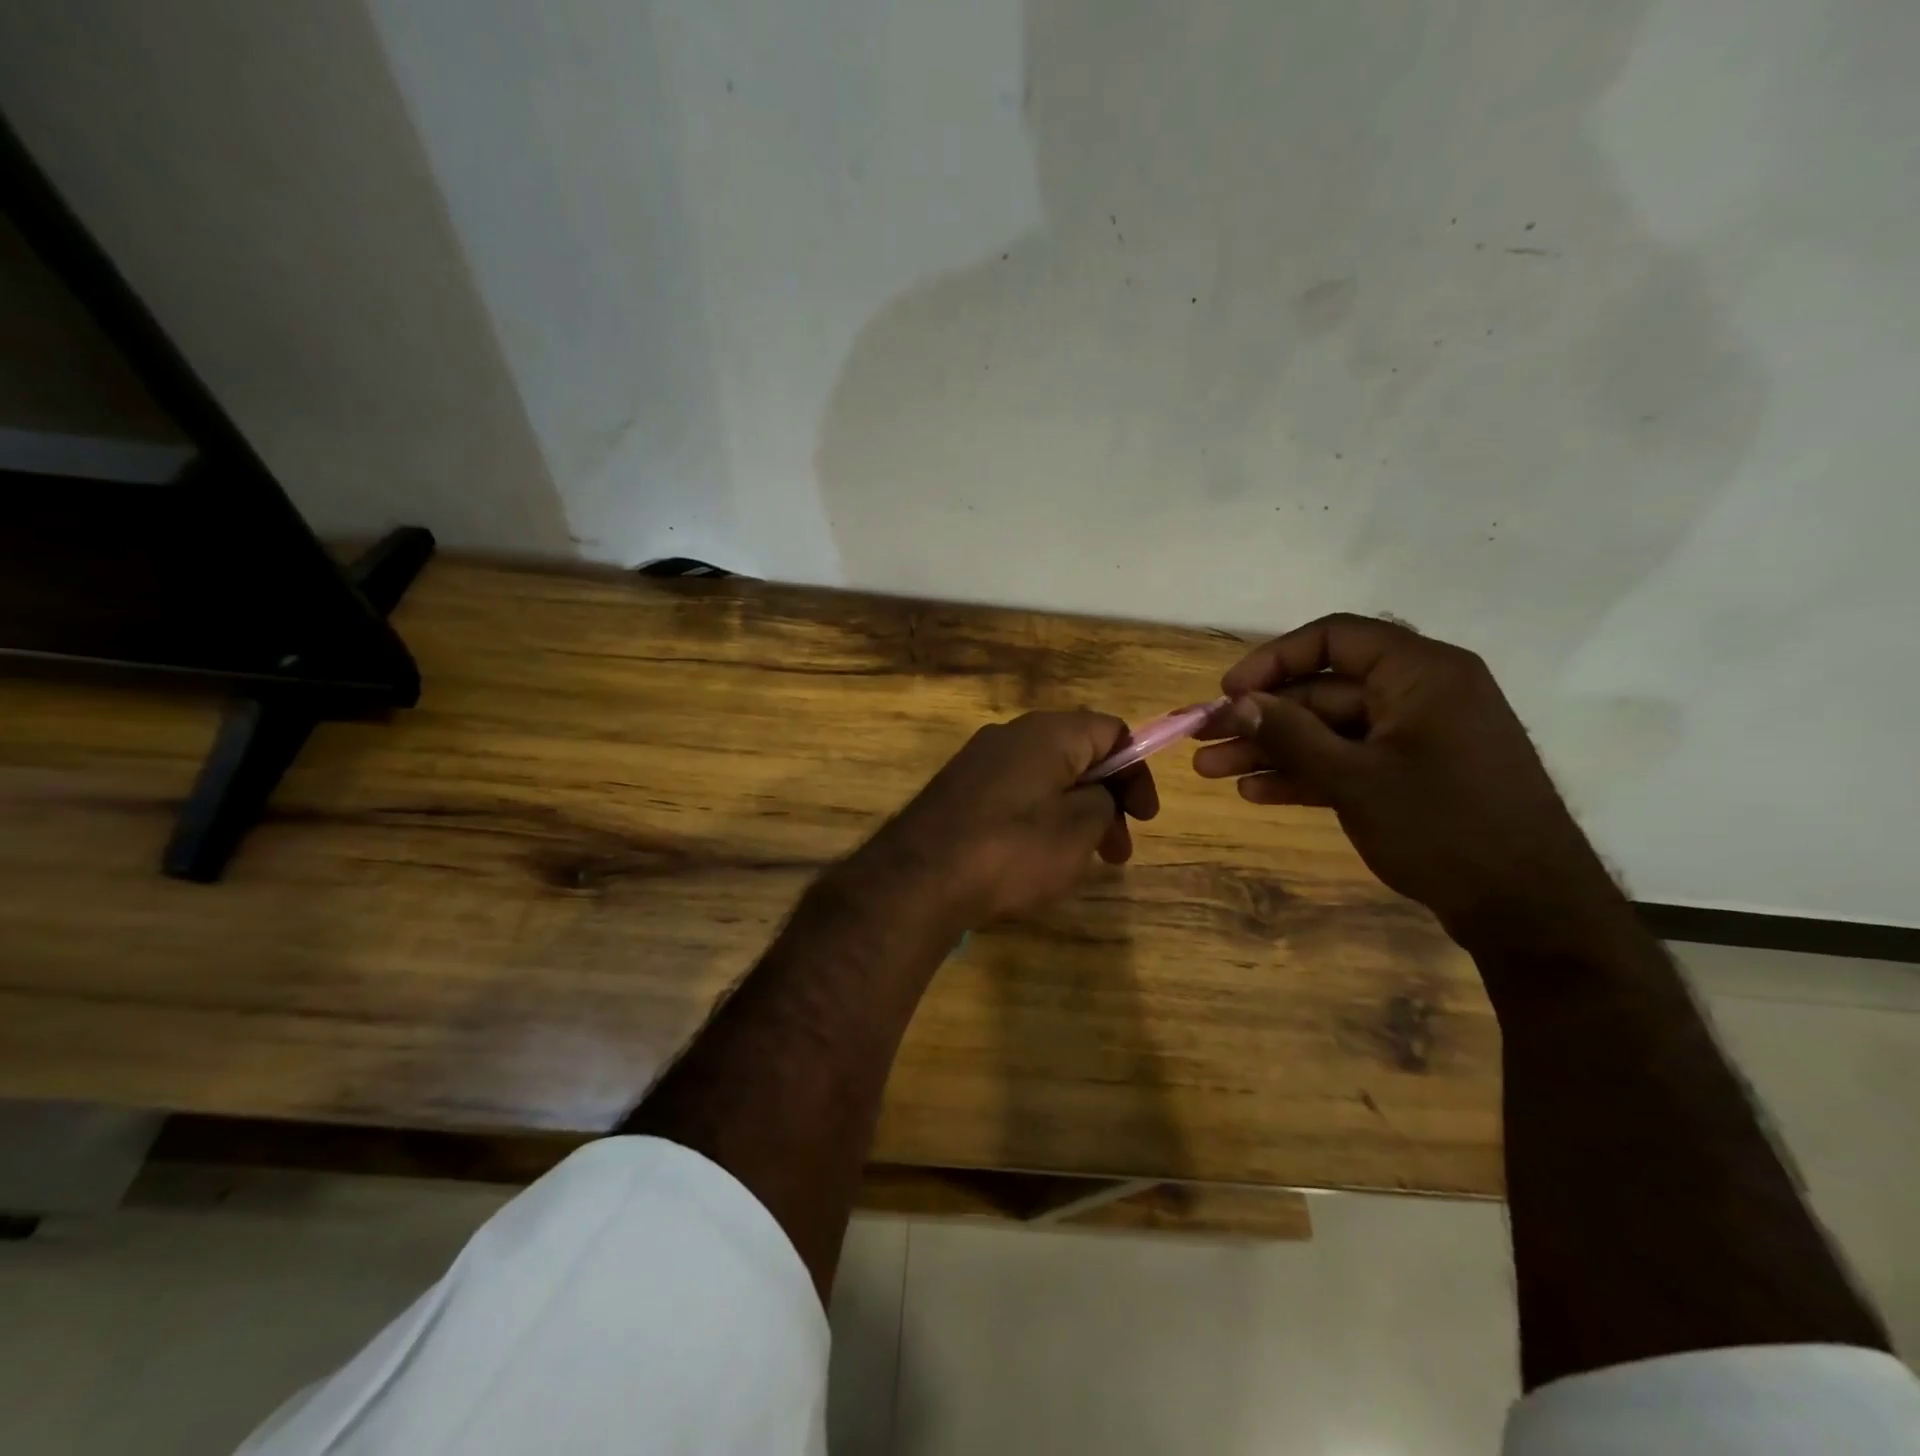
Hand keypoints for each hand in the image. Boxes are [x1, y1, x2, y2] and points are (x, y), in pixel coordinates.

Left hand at [854, 711, 1158, 926]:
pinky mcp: (957, 789)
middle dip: (1107, 800)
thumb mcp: (1079, 829)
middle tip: (1117, 852)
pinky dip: (1037, 819)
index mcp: (1049, 732)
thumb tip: (1097, 793)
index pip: (1111, 731)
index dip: (1137, 771)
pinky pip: (1013, 794)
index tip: (1145, 819)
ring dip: (1073, 814)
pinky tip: (1032, 861)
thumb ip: (1104, 801)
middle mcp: (1011, 734)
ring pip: (1044, 778)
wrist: (918, 877)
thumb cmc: (1012, 850)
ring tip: (1078, 863)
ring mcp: (978, 761)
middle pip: (1078, 754)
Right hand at [1193, 614, 1618, 939]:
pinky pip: (1348, 761)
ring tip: (1211, 771)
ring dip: (1271, 750)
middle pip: (1322, 690)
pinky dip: (1305, 774)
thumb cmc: (1443, 828)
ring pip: (1328, 730)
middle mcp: (1419, 694)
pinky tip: (1256, 793)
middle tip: (1203, 739)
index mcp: (1421, 673)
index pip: (1334, 638)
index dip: (1273, 660)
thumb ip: (1292, 735)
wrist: (1528, 911)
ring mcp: (1415, 738)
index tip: (1228, 692)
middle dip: (1260, 718)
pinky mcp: (1411, 776)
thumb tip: (1236, 701)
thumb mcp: (1355, 779)